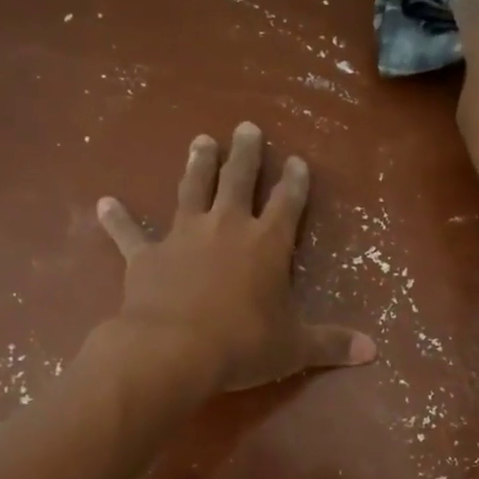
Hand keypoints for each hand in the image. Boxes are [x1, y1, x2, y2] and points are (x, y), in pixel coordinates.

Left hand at [95, 122, 376, 392]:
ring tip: (200, 140)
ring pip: (192, 189)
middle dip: (245, 153)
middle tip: (246, 127)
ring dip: (197, 164)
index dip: (294, 181)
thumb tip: (373, 351)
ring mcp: (183, 236)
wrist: (173, 350)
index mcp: (267, 243)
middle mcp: (226, 227)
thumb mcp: (294, 347)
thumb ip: (332, 344)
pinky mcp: (146, 255)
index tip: (296, 161)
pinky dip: (117, 219)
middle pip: (238, 180)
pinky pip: (129, 233)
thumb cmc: (242, 344)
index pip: (287, 202)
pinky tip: (104, 203)